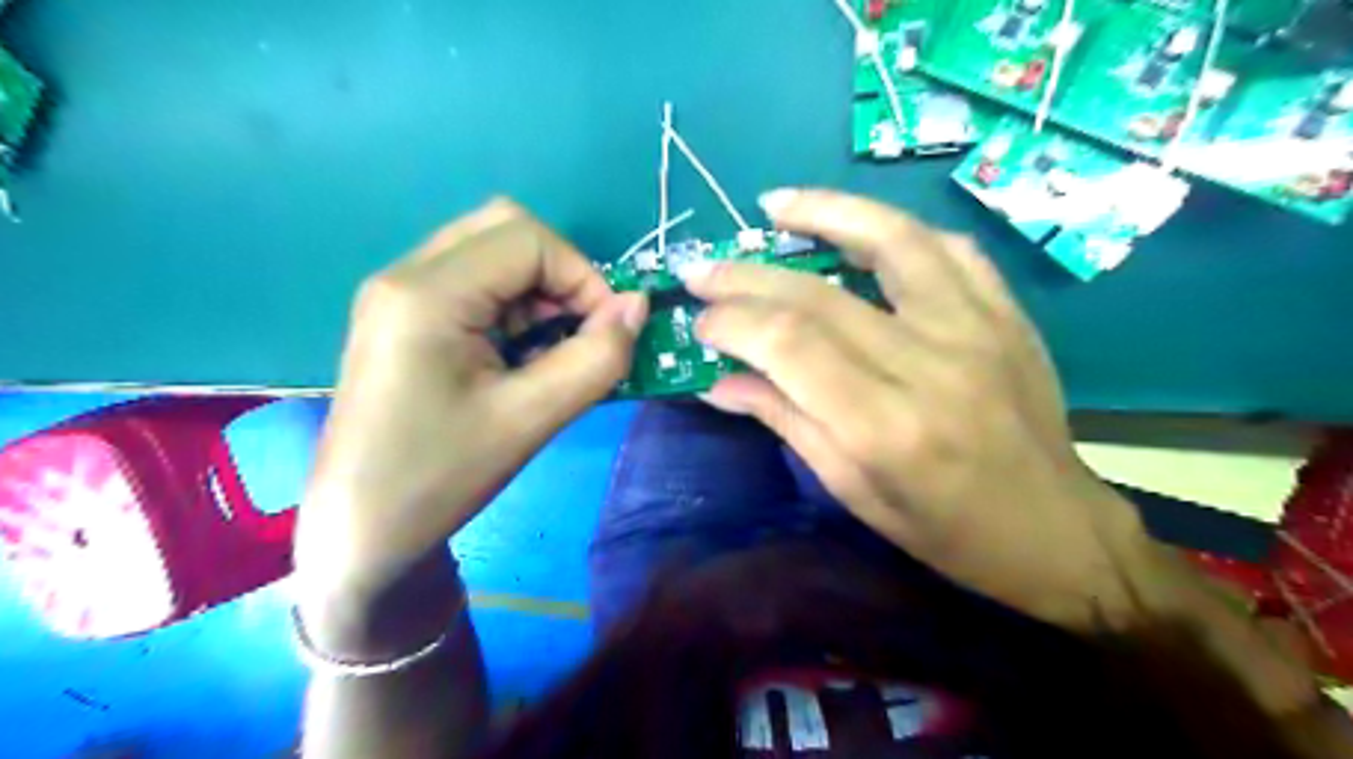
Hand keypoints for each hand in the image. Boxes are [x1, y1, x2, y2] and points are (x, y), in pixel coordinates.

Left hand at [293, 198, 648, 606]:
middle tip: (577, 331)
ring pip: (491, 252)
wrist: (361, 530)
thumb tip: (638, 306)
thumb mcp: (531, 419)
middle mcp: (405, 275)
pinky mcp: (403, 316)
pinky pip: (473, 282)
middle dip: (560, 274)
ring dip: (538, 290)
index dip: (583, 275)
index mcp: (427, 294)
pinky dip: (513, 305)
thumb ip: (597, 358)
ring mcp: (399, 294)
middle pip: (505, 229)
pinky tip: (518, 355)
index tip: (607, 331)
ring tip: (550, 350)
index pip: (528, 239)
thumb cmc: (440, 478)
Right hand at [687, 188, 1151, 626]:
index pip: (790, 345)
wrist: (1054, 528)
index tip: (700, 321)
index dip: (734, 322)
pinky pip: (948, 249)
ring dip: (826, 212)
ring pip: (892, 239)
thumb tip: (719, 381)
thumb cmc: (944, 530)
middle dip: (748, 276)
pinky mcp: (1006, 314)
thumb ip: (786, 421)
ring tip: (776, 204)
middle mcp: (930, 363)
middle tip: (705, 268)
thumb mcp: (853, 491)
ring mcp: (977, 328)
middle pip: (820, 294)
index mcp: (886, 426)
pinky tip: (861, 229)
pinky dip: (895, 230)